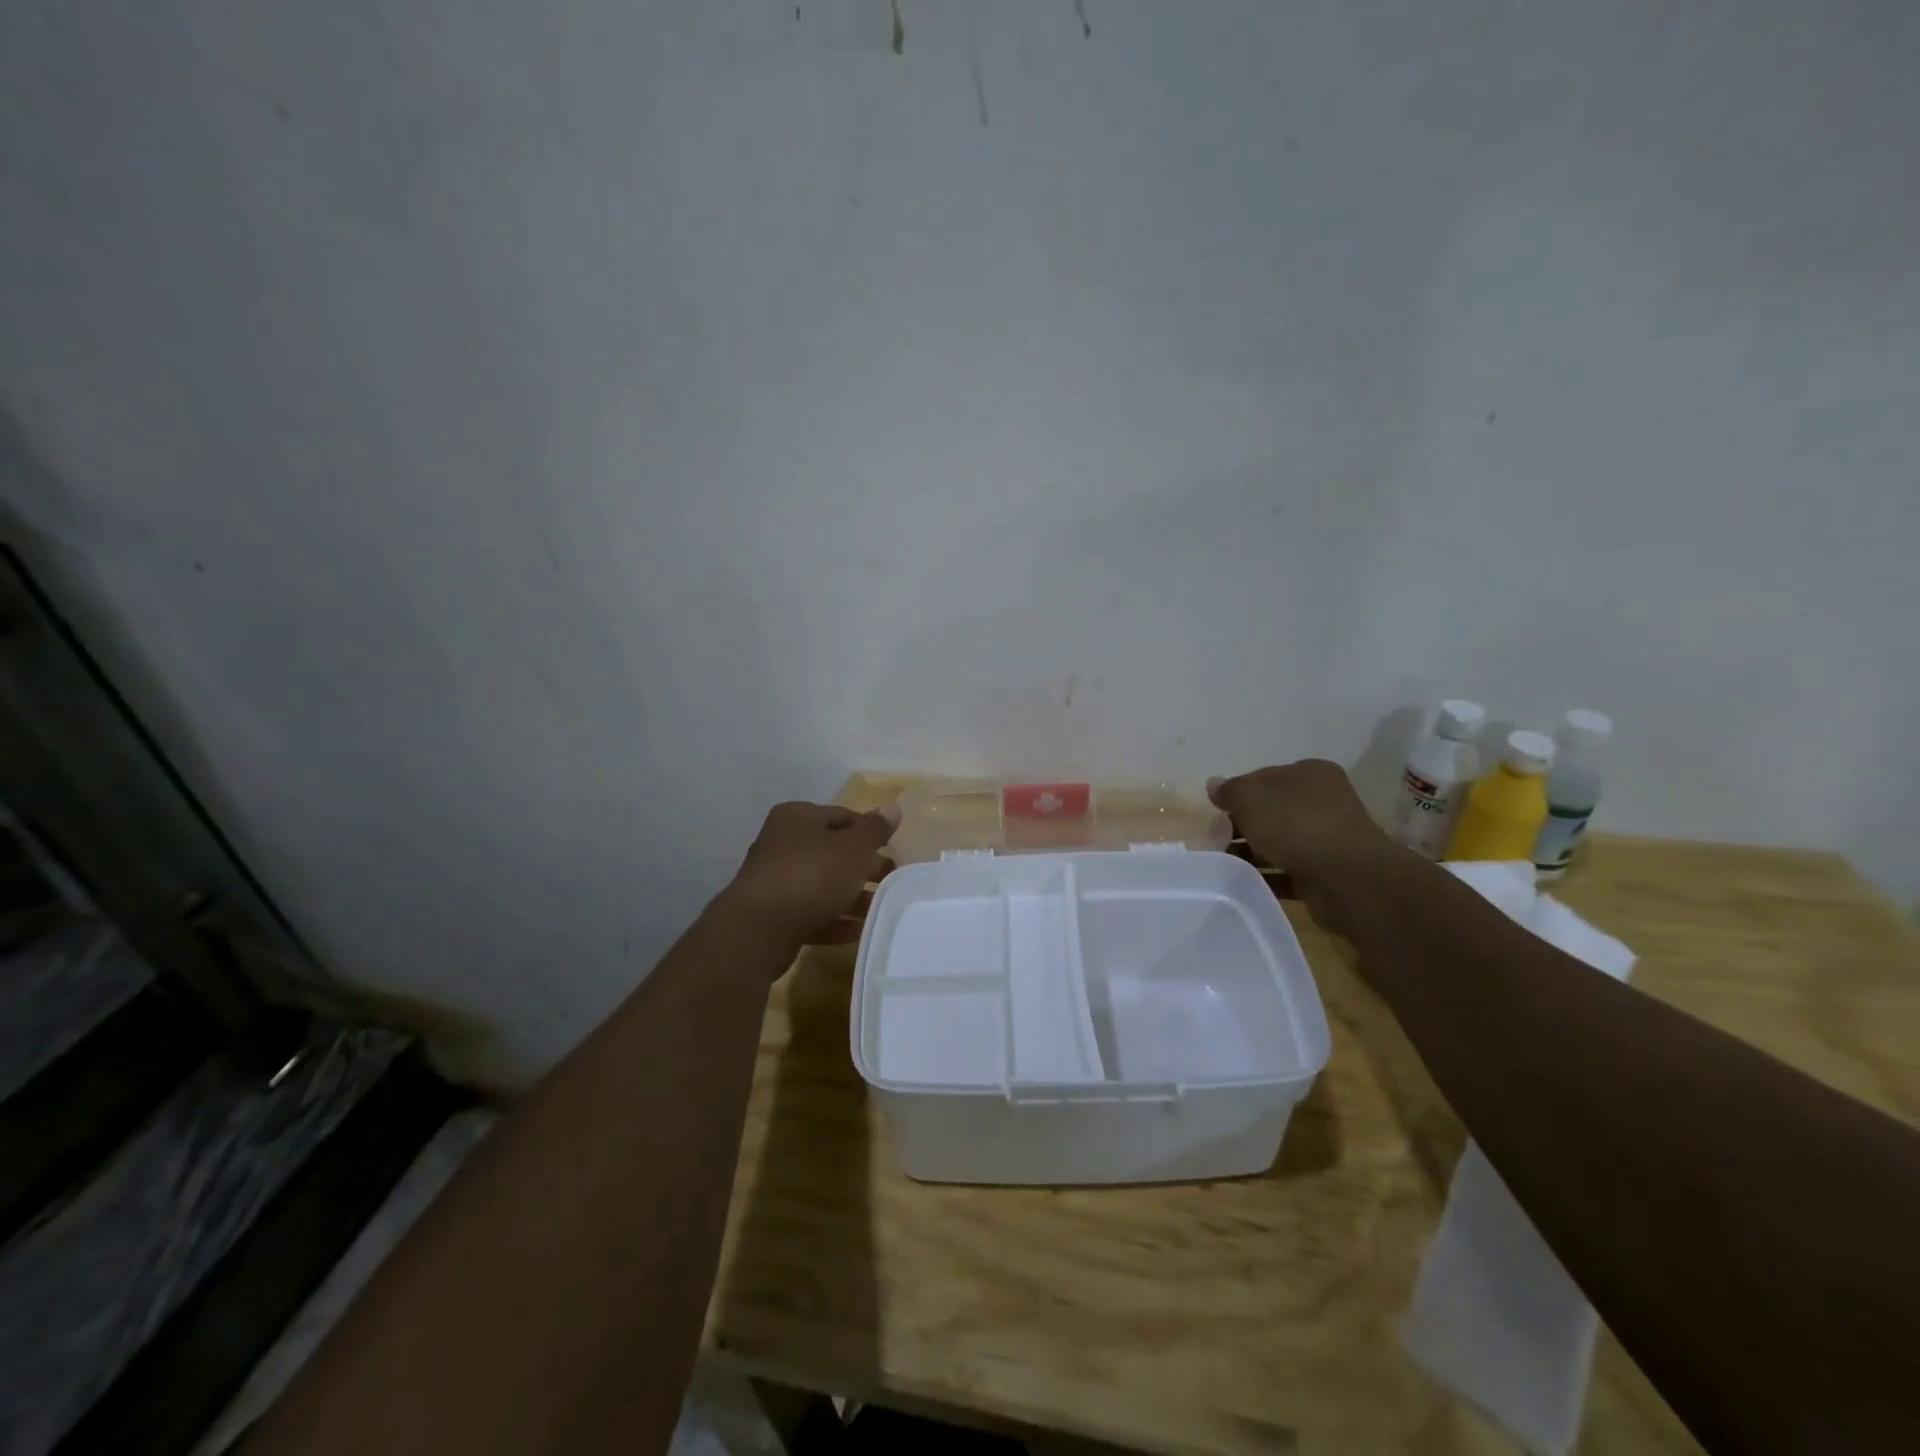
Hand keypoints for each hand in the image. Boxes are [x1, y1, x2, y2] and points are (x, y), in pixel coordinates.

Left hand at [716, 800, 899, 949]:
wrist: (760, 929)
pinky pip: (811, 913)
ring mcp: (775, 880)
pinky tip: (856, 931)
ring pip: (823, 885)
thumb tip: (893, 808)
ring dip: (851, 897)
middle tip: (892, 881)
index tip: (894, 849)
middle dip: (863, 867)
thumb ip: (875, 830)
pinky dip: (833, 920)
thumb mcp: (853, 848)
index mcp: (798, 817)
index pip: (842, 816)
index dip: (870, 831)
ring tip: (880, 910)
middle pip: (833, 852)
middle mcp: (782, 843)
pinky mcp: (773, 915)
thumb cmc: (812, 875)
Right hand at [1208, 760, 1396, 935]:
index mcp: (1310, 774)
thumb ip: (1230, 790)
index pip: (1264, 777)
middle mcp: (1323, 802)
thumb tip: (1215, 785)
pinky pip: (1289, 872)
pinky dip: (1268, 877)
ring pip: (1280, 842)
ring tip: (1224, 865)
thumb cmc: (1296, 824)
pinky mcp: (1328, 872)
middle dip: (1243, 825)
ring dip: (1253, 853)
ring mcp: (1328, 838)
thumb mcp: (1250, 797)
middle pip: (1272, 811)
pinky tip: (1245, 884)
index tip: (1217, 813)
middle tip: (1216, 840)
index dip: (1238, 794)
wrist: (1347, 878)